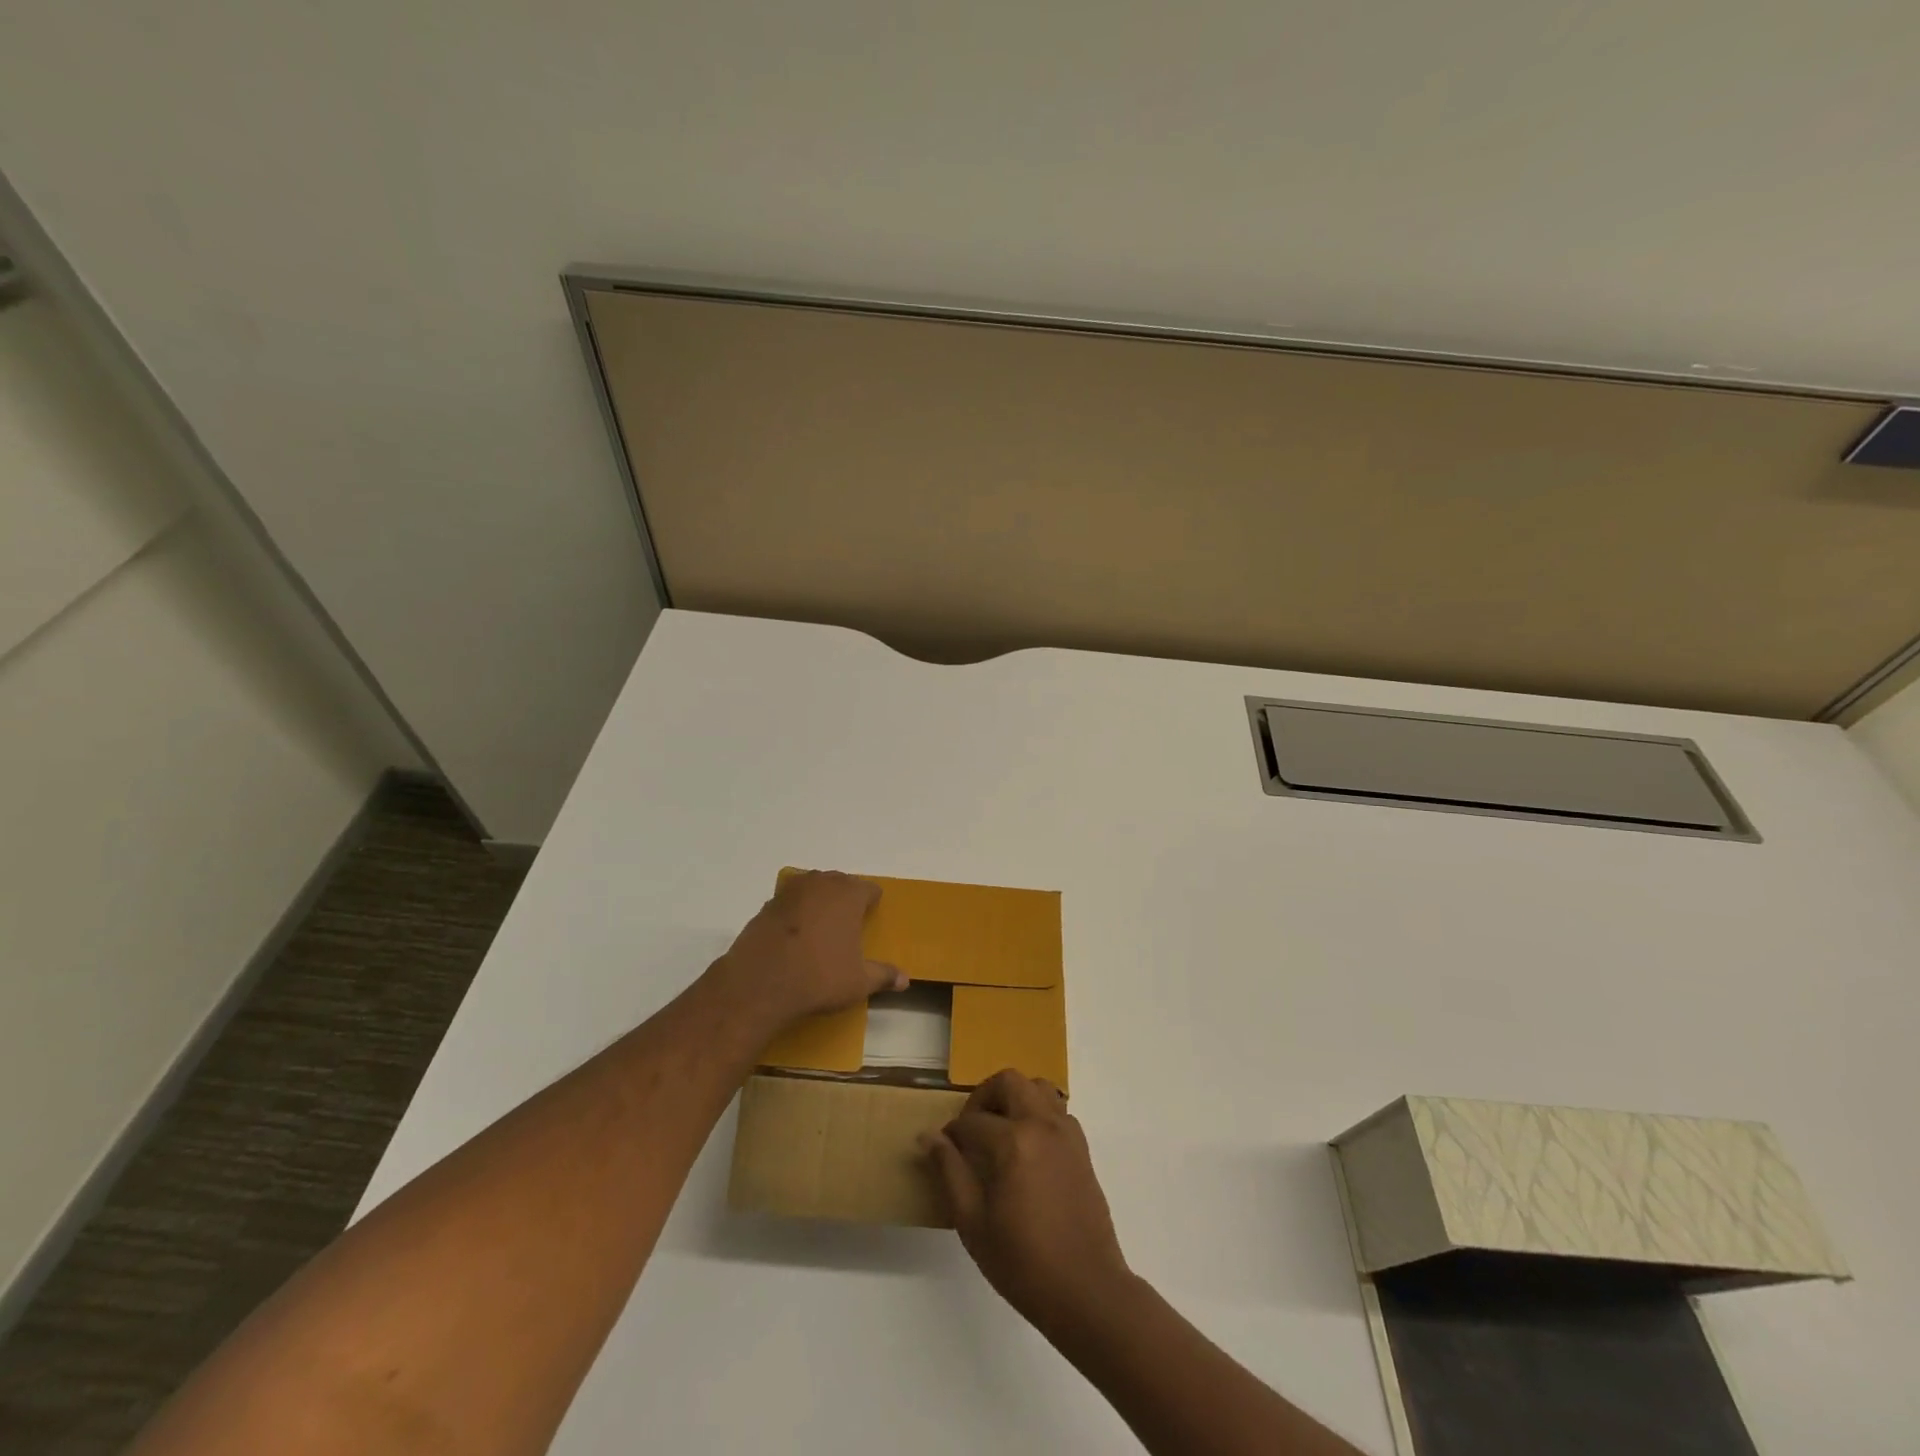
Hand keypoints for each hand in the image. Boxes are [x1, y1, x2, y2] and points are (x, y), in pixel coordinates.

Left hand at [713, 870, 904, 1029]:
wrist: (760, 983)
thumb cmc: (819, 977)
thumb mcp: (858, 982)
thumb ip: (883, 976)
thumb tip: (906, 980)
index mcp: (848, 895)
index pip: (869, 888)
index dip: (872, 902)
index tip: (871, 917)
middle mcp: (821, 884)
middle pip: (839, 882)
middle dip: (845, 898)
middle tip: (848, 923)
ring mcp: (790, 892)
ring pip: (812, 887)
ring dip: (818, 900)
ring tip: (820, 926)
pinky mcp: (766, 905)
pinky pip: (789, 902)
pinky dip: (794, 912)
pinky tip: (793, 936)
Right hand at [920, 1070, 1131, 1333]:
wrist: (1085, 1290)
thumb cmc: (1023, 1262)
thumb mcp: (973, 1222)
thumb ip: (950, 1172)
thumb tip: (928, 1136)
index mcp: (1013, 1142)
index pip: (972, 1121)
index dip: (952, 1133)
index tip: (943, 1148)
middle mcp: (1042, 1124)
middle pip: (1009, 1082)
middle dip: (984, 1097)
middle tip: (971, 1129)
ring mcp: (1066, 1132)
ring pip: (1037, 1087)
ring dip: (1015, 1098)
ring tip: (999, 1131)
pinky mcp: (1081, 1147)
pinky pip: (1057, 1110)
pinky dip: (1038, 1113)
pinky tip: (1027, 1148)